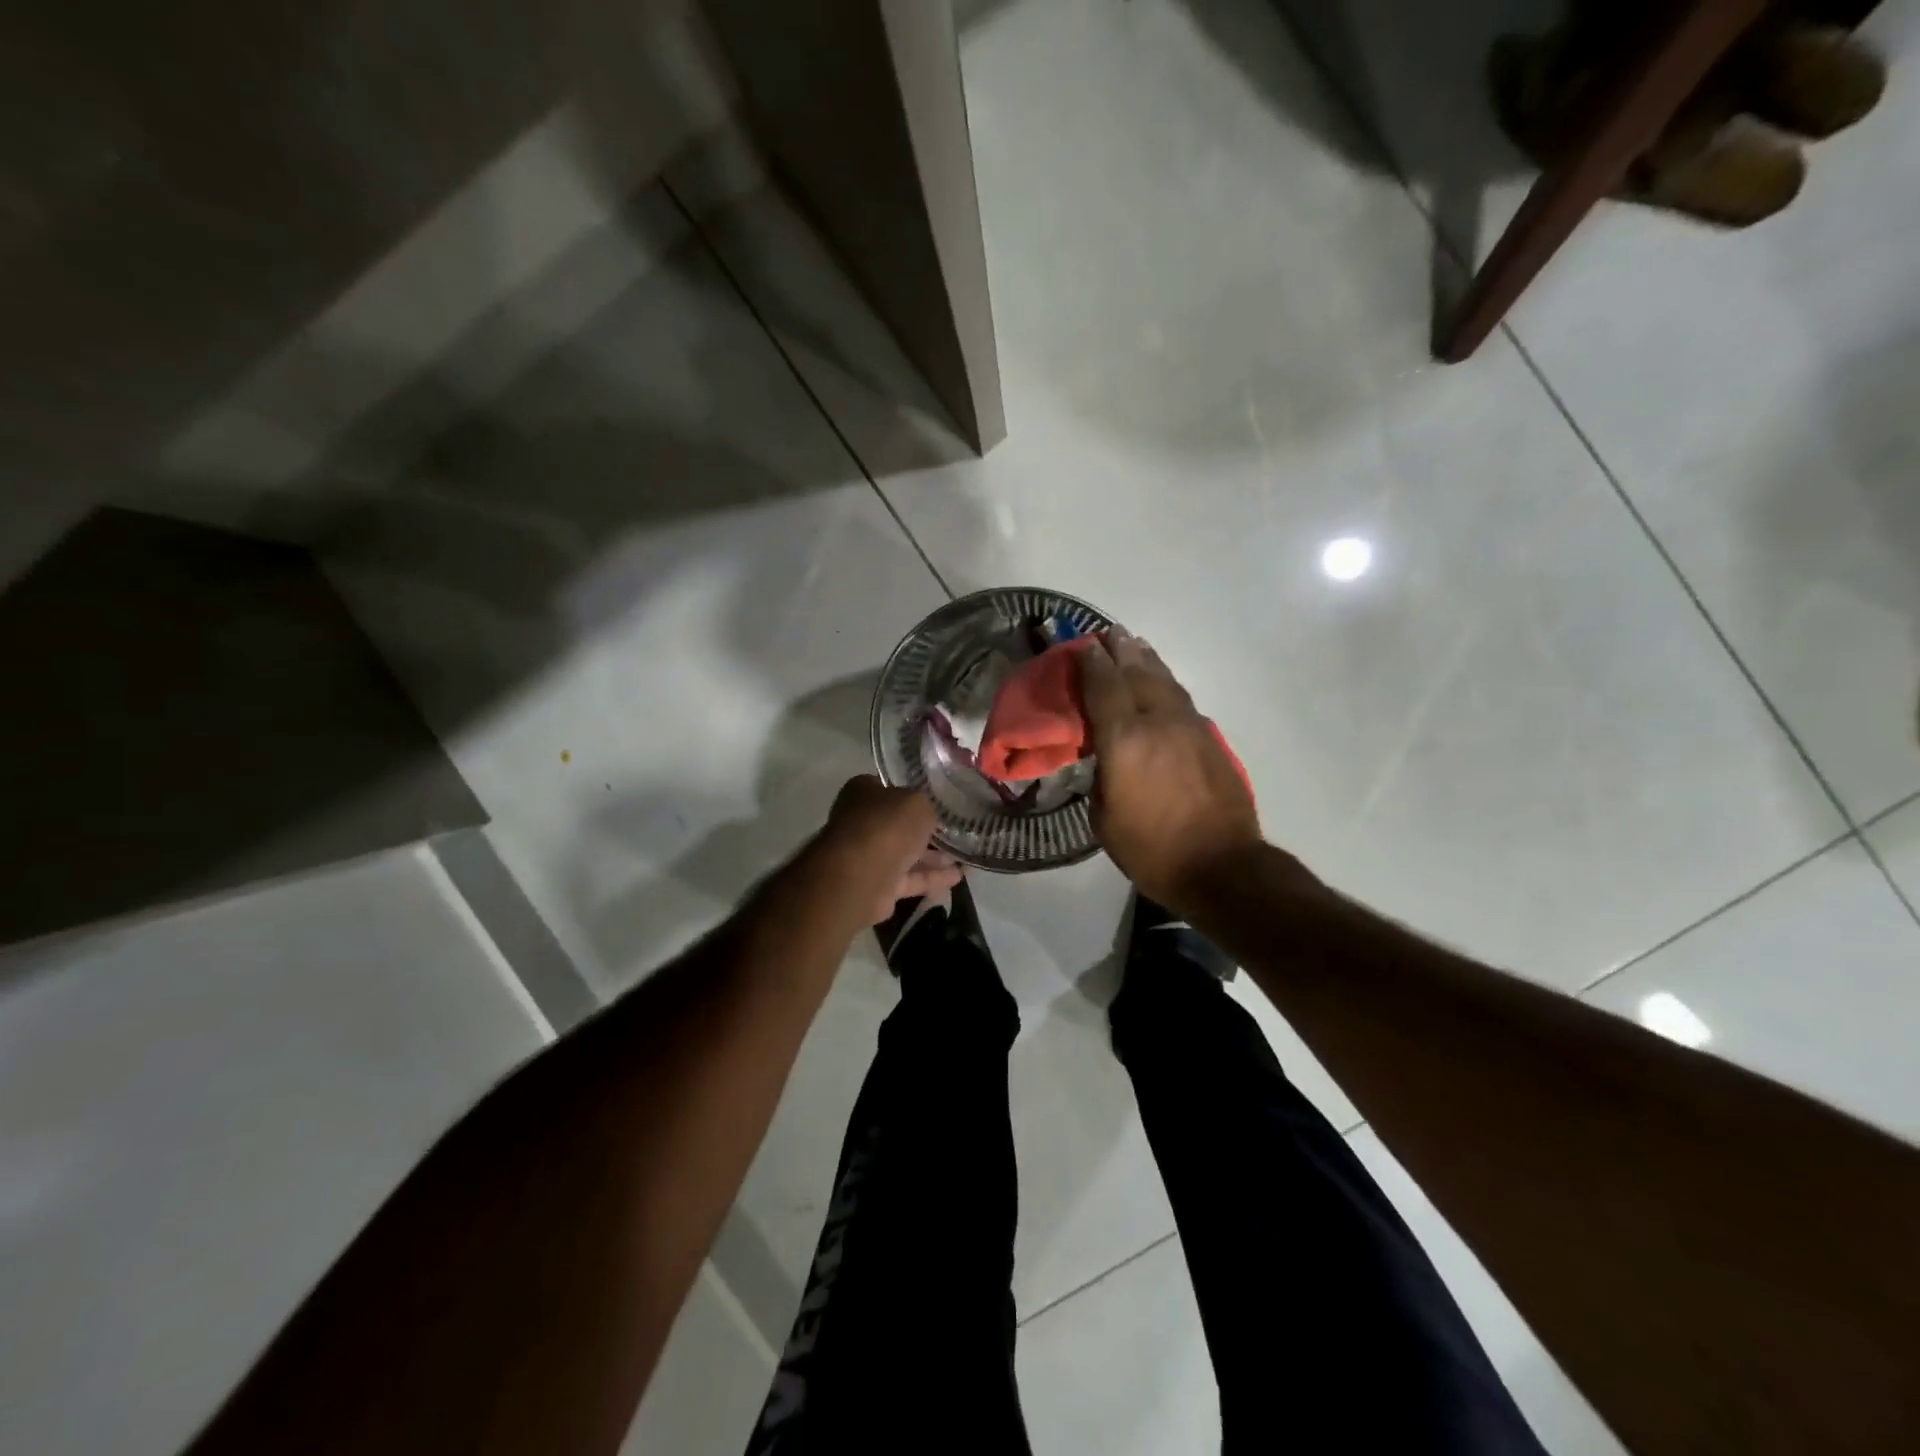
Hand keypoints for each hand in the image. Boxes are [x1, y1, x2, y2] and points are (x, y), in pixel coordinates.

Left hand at [822, 776, 963, 923]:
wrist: (861, 876)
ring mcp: (867, 855)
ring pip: (904, 854)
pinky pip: (908, 879)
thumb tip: (925, 814)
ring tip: (963, 857)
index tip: (937, 801)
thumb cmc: (887, 826)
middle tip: (955, 831)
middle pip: (897, 824)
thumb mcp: (918, 803)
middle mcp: (860, 821)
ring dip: (932, 857)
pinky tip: (957, 878)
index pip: (889, 788)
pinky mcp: (876, 885)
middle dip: (925, 830)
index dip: (913, 793)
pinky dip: (930, 878)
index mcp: (862, 792)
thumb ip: (925, 805)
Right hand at [1077, 630, 1262, 909]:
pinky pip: (1181, 700)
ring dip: (1147, 660)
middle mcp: (1158, 722)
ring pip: (1165, 681)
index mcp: (1125, 740)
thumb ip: (1101, 776)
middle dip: (1120, 650)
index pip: (1103, 687)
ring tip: (1135, 644)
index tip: (1083, 645)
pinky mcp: (1211, 740)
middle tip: (1108, 633)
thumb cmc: (1152, 849)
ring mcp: (1190, 728)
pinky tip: (1162, 684)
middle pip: (1137, 673)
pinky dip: (1166, 684)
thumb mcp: (1104, 818)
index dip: (1091, 663)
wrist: (1221, 866)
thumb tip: (1106, 755)